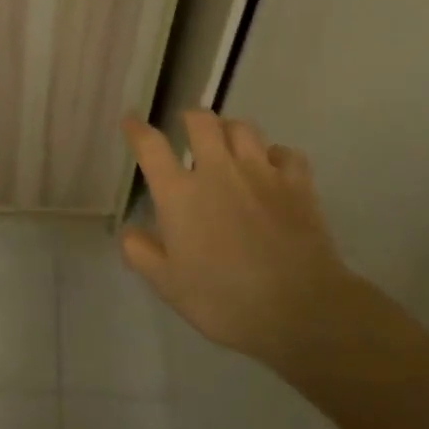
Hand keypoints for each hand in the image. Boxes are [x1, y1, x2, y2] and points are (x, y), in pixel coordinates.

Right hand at [120, 111, 361, 382]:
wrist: (300, 309)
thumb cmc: (224, 300)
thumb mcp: (168, 285)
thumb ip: (141, 254)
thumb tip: (128, 231)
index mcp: (179, 193)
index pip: (150, 146)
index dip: (137, 129)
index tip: (131, 121)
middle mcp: (217, 171)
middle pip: (201, 121)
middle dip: (190, 118)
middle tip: (188, 129)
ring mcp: (260, 173)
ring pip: (242, 127)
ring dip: (230, 130)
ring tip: (228, 143)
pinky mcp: (297, 184)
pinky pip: (285, 153)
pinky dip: (276, 155)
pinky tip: (273, 167)